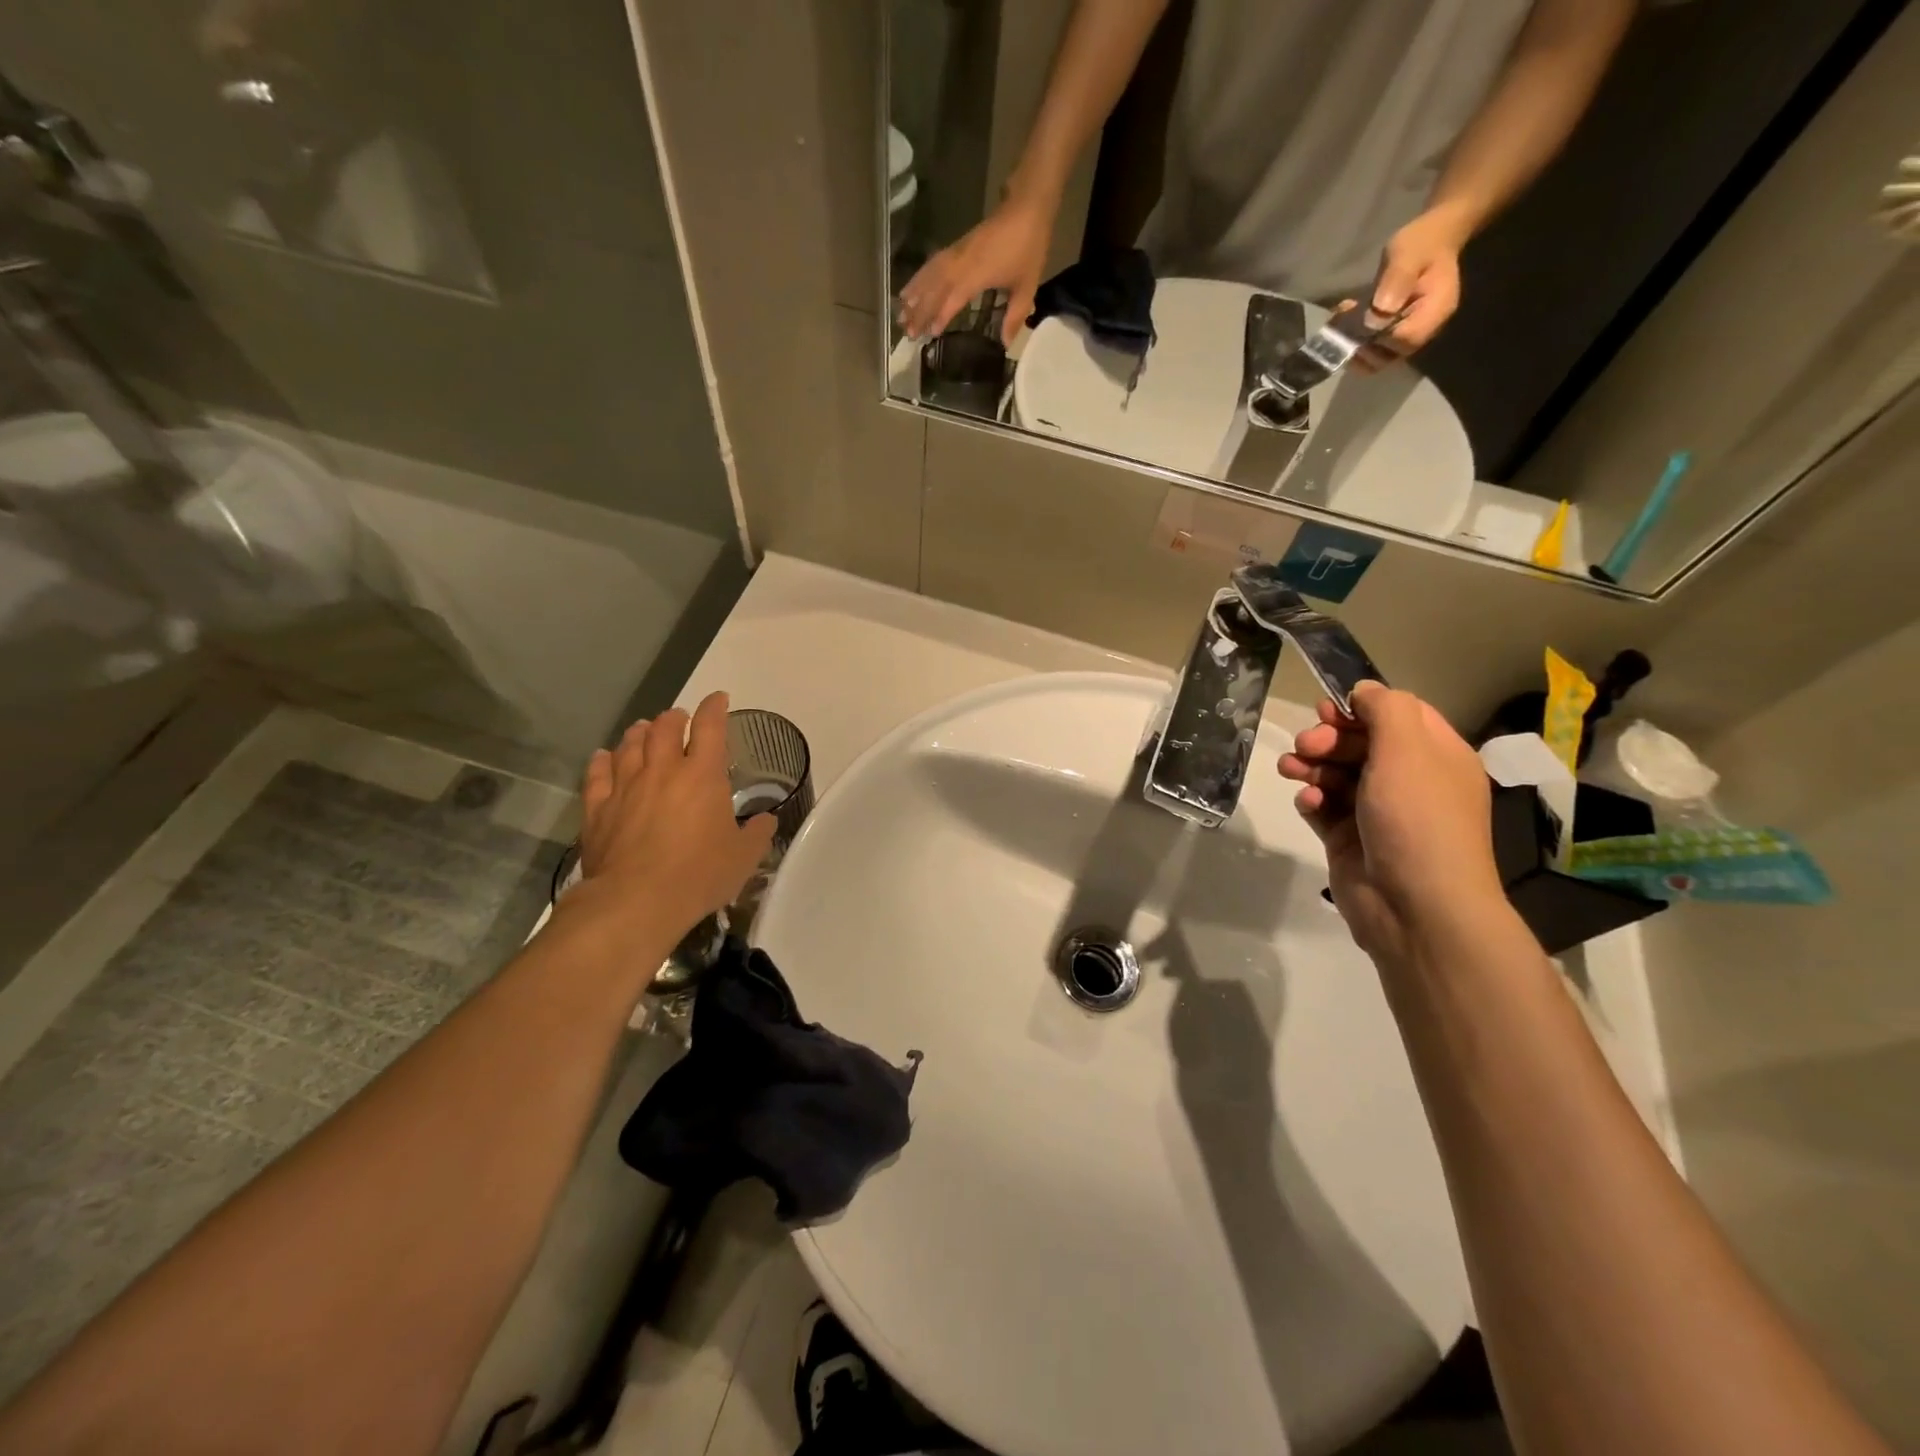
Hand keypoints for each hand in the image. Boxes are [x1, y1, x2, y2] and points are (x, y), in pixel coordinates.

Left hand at [571, 692, 775, 944]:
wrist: (636, 901)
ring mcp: (625, 786)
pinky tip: (604, 757)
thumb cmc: (700, 875)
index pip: (710, 726)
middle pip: (664, 727)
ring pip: (630, 745)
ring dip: (640, 732)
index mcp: (703, 775)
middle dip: (674, 717)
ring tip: (643, 729)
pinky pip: (597, 774)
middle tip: (680, 719)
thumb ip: (757, 833)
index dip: (715, 707)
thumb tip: (766, 821)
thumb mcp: (744, 856)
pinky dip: (602, 760)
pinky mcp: (598, 808)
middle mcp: (663, 770)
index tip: (719, 699)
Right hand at [898, 193, 1055, 345]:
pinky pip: (933, 263)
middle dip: (920, 310)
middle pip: (935, 288)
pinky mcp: (957, 246)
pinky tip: (912, 287)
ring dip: (915, 294)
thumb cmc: (1029, 246)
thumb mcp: (1027, 286)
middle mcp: (962, 263)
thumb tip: (1005, 344)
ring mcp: (957, 252)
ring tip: (901, 312)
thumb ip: (1014, 316)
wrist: (1027, 205)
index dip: (941, 316)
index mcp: (977, 274)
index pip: (953, 298)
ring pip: (930, 275)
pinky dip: (920, 276)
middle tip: (907, 331)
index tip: (930, 333)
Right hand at [1279, 682, 1503, 964]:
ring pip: (1336, 773)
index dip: (1360, 707)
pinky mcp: (1349, 839)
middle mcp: (1410, 781)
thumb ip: (1385, 709)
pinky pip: (1324, 806)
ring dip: (1311, 765)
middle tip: (1306, 745)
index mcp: (1436, 757)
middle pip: (1360, 742)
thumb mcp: (1408, 750)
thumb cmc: (1417, 819)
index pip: (1397, 715)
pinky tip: (1308, 803)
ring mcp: (1378, 812)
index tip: (1328, 709)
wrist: (1415, 907)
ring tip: (1291, 770)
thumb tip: (1364, 690)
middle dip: (1328, 738)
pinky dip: (1312, 799)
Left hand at [1352, 209, 1467, 373]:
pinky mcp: (1394, 332)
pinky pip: (1372, 348)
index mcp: (1435, 311)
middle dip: (1360, 348)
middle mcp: (1424, 330)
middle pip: (1388, 357)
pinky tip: (1343, 320)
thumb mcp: (1408, 253)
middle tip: (1342, 326)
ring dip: (1352, 346)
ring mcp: (1408, 333)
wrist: (1432, 238)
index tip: (1363, 319)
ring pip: (1376, 358)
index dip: (1380, 337)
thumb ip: (1397, 280)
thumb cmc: (1423, 242)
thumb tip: (1379, 314)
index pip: (1405, 341)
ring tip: (1340, 322)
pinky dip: (1354, 340)